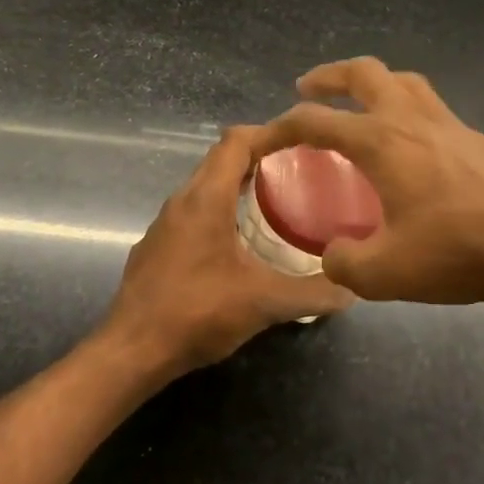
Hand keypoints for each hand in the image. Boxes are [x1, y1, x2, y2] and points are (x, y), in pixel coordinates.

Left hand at [100, 126, 352, 374]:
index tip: (302, 140)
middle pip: (220, 159)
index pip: (235, 141)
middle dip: (258, 156)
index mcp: (206, 199)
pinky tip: (238, 242)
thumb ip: (311, 294)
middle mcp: (181, 201)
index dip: (268, 132)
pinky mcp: (156, 247)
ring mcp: (164, 224)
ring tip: (275, 200)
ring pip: (204, 187)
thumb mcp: (264, 304)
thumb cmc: (197, 313)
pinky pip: (192, 213)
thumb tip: (351, 290)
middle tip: (299, 169)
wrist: (132, 351)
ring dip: (236, 184)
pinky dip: (219, 211)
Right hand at [254, 57, 483, 304]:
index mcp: (381, 142)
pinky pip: (431, 108)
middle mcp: (412, 120)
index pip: (315, 121)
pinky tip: (410, 149)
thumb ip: (346, 263)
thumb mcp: (386, 273)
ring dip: (372, 84)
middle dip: (329, 76)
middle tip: (308, 89)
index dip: (279, 127)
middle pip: (364, 73)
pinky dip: (406, 111)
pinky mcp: (478, 141)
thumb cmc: (460, 250)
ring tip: (359, 106)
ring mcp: (450, 125)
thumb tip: (335, 254)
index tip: (260, 140)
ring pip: (404, 82)